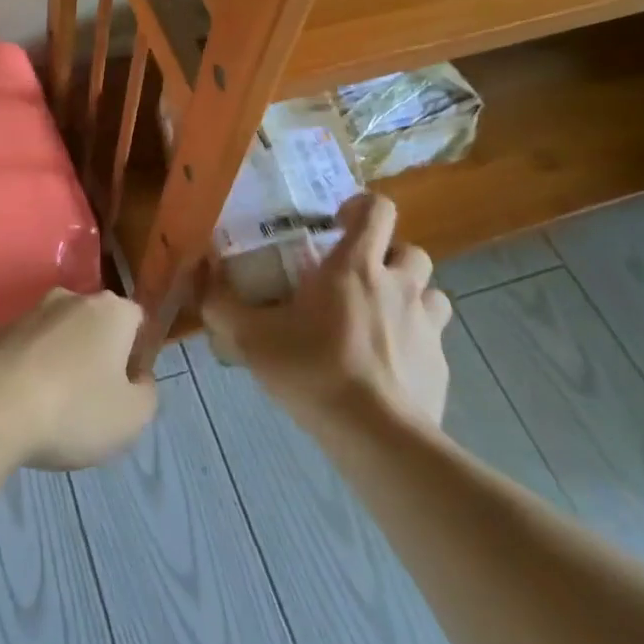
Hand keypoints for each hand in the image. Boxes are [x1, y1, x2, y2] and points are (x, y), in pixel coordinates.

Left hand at [0, 289, 158, 469]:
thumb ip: (146, 392)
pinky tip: (24, 404)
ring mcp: (30, 311)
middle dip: (98, 355)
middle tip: (93, 400)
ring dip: (62, 362)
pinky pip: (28, 349)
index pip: (137, 321)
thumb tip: (137, 378)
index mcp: (111, 310)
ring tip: (54, 408)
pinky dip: (31, 369)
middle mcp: (71, 298)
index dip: (137, 354)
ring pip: (60, 336)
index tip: (127, 389)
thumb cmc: (75, 409)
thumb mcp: (133, 417)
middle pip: (96, 325)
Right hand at [203, 193, 451, 427]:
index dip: (362, 206)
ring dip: (409, 296)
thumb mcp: (251, 337)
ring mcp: (427, 325)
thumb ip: (221, 303)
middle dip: (388, 256)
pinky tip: (388, 367)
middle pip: (410, 250)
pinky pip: (433, 339)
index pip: (379, 209)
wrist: (377, 436)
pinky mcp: (440, 365)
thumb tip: (202, 273)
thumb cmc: (313, 370)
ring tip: (379, 319)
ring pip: (430, 292)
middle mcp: (399, 285)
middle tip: (357, 277)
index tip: (337, 224)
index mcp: (356, 266)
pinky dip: (414, 342)